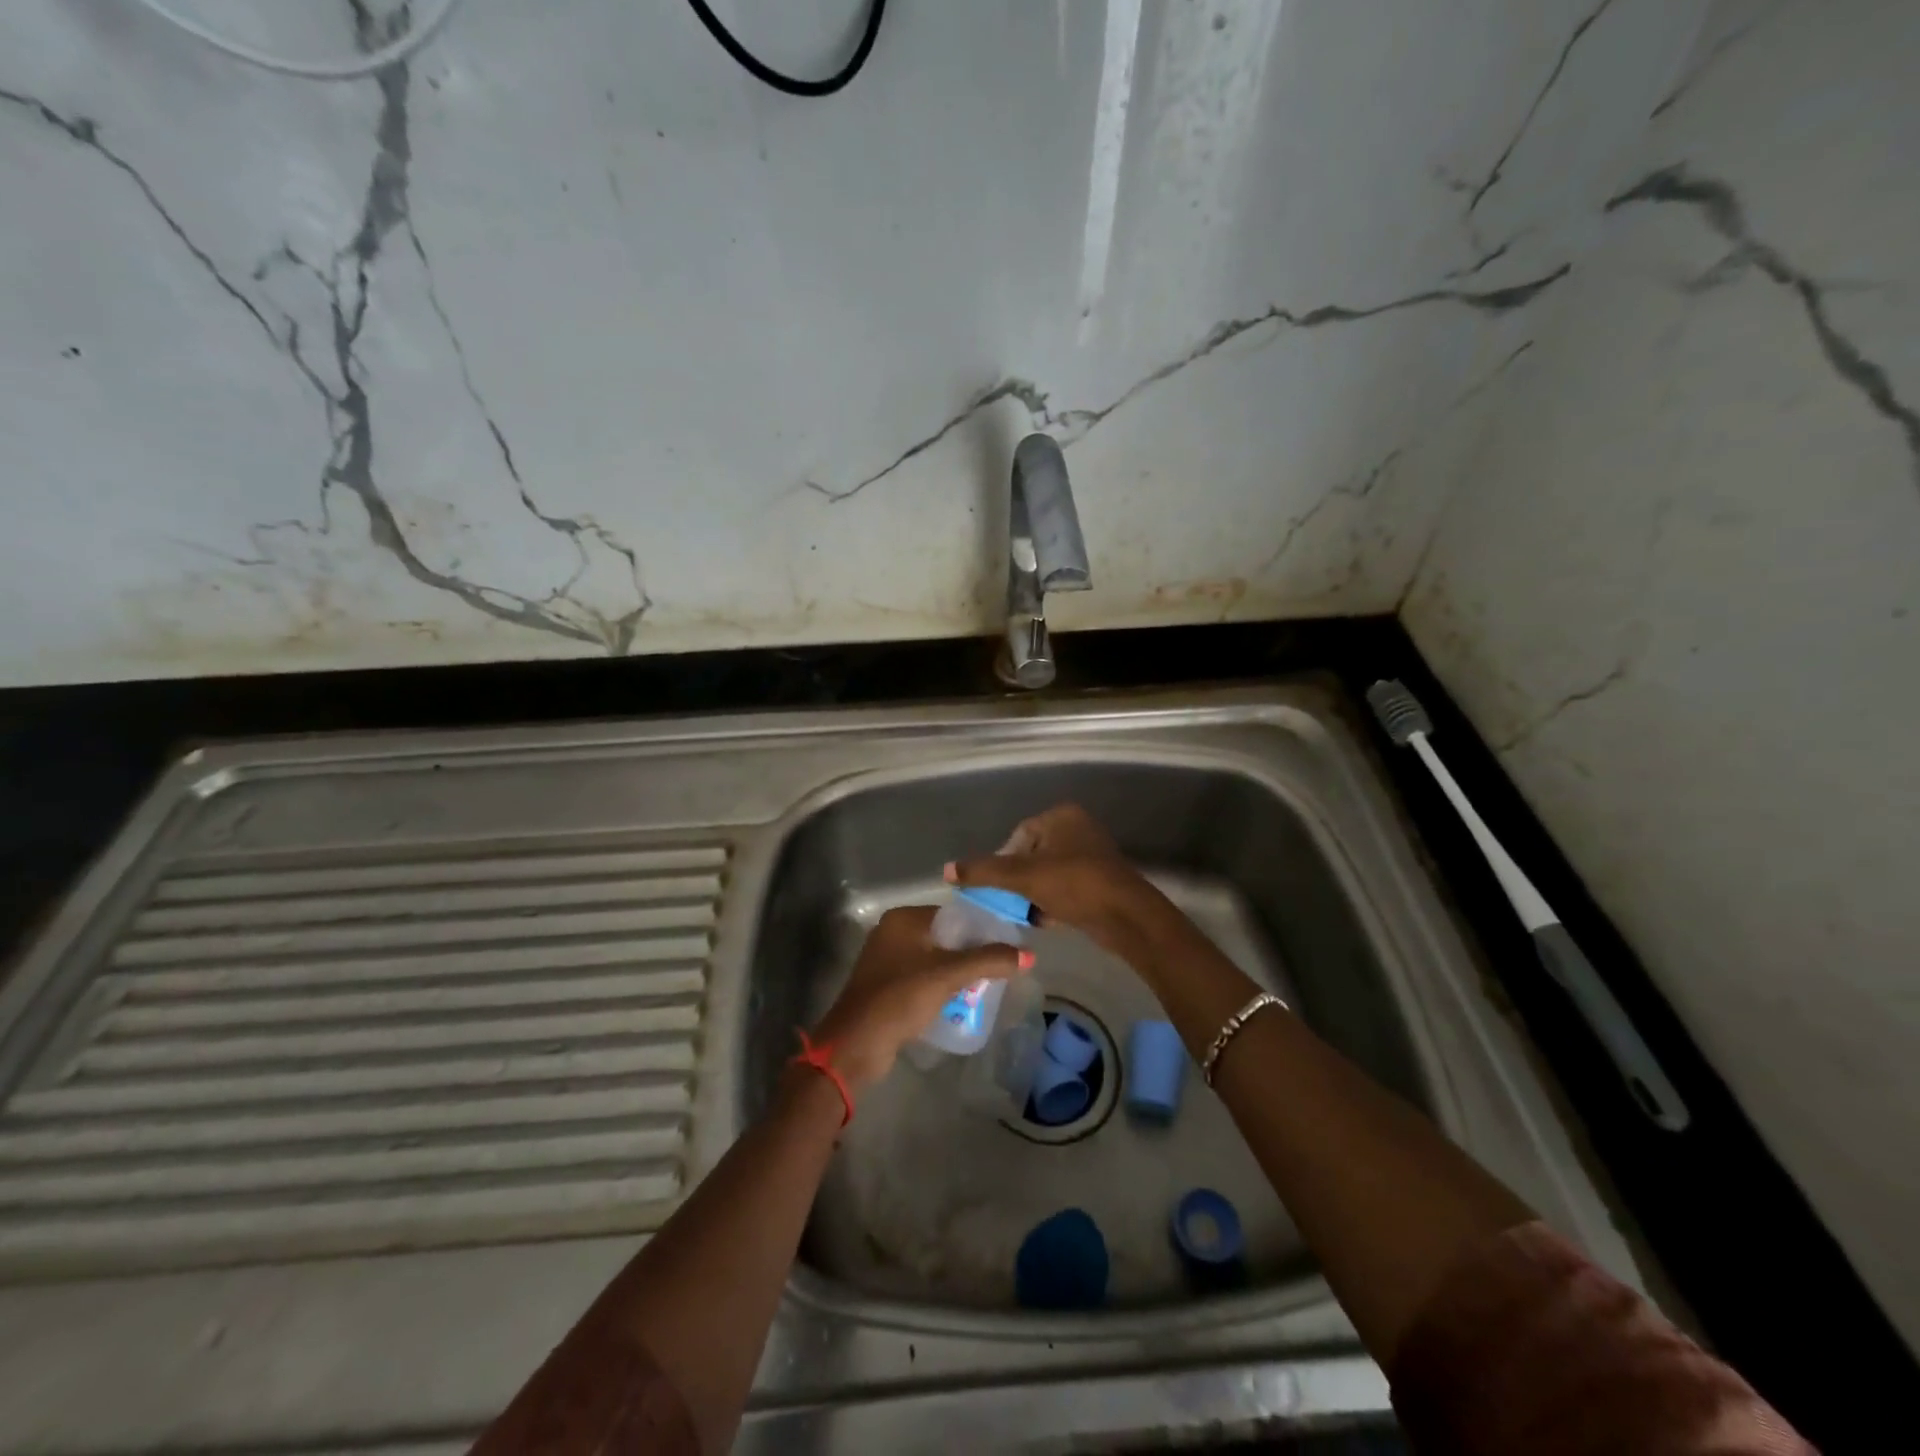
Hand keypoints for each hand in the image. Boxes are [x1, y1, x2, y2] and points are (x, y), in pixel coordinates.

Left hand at [808, 905, 1032, 1091]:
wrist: (856, 1044)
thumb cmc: (901, 997)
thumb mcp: (949, 975)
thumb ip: (988, 960)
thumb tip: (1029, 954)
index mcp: (903, 919)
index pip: (952, 914)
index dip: (980, 928)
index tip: (1006, 945)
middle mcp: (892, 932)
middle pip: (944, 936)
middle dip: (970, 952)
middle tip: (999, 969)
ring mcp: (886, 960)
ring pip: (934, 959)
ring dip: (956, 972)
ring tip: (986, 986)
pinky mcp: (886, 986)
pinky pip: (922, 978)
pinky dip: (940, 986)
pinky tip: (960, 1000)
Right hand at [944, 803, 1177, 970]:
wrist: (1127, 917)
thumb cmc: (1074, 885)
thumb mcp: (1023, 877)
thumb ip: (984, 872)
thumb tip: (946, 870)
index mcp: (1062, 816)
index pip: (1018, 836)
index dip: (1004, 861)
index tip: (999, 887)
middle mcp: (1078, 829)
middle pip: (1031, 856)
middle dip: (1018, 881)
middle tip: (1010, 902)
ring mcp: (1091, 855)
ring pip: (1047, 874)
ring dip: (1034, 894)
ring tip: (1027, 913)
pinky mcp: (1100, 881)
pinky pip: (1065, 888)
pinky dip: (1053, 903)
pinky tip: (1046, 921)